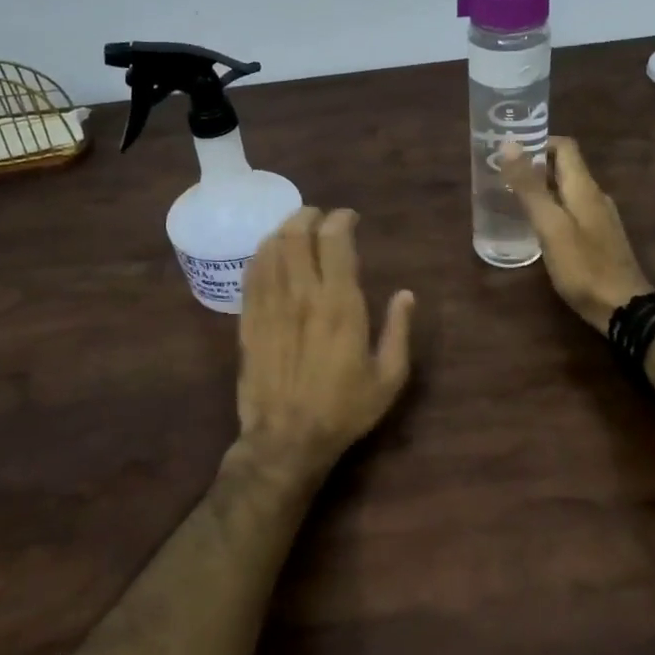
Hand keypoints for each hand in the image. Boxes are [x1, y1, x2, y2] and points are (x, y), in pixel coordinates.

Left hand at [235, 207, 416, 476]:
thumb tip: (406, 295)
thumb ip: (399, 331)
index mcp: (340, 304)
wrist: (286, 439)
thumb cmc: (343, 409)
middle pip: (297, 232)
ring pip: (271, 246)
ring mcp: (270, 304)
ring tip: (298, 231)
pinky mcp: (249, 317)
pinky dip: (263, 252)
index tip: (351, 218)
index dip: (342, 219)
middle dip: (310, 215)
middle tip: (321, 218)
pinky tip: (272, 254)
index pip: (335, 239)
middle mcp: (302, 294)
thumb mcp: (388, 378)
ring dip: (286, 229)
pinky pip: (252, 271)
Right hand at [499, 137, 654, 333]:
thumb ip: (530, 187)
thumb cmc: (583, 265)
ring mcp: (599, 218)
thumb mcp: (550, 225)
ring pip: (567, 190)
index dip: (538, 142)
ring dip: (542, 188)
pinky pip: (572, 211)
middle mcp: (595, 196)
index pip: (565, 147)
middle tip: (502, 175)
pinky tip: (537, 227)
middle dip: (535, 166)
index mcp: (584, 187)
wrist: (624, 308)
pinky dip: (552, 208)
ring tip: (512, 198)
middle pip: (565, 168)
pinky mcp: (599, 238)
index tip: (510, 151)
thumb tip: (510, 145)